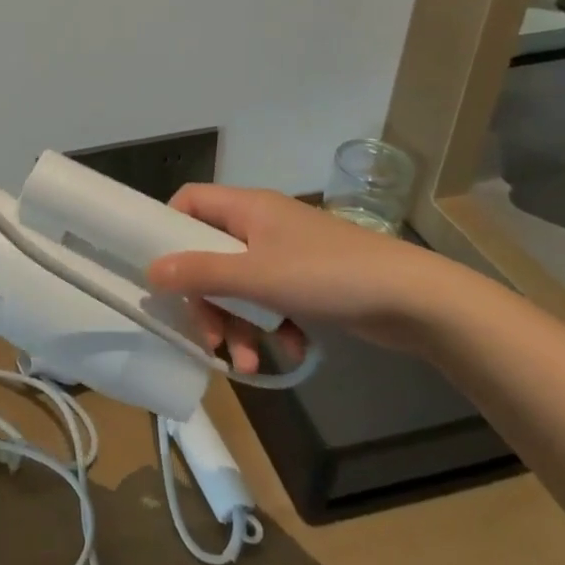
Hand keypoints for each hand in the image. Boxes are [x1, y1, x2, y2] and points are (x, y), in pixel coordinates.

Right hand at [148, 185, 484, 361]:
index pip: (190, 201)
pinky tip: (289, 351)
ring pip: (241, 284)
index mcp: (247, 208)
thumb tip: (151, 273)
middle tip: (210, 337)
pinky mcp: (308, 281)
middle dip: (207, 299)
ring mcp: (286, 253)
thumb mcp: (256, 276)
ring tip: (246, 363)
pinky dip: (273, 326)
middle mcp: (262, 224)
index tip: (160, 269)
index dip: (169, 229)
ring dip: (238, 324)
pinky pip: (272, 300)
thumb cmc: (327, 275)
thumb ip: (201, 273)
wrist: (413, 299)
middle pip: (211, 254)